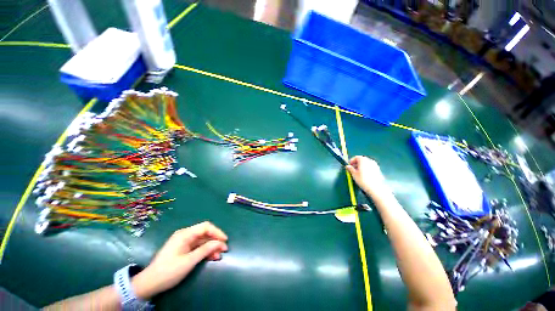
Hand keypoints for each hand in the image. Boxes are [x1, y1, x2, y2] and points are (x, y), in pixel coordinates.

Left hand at [132, 222, 227, 298]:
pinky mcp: (183, 249)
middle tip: (224, 250)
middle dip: (215, 241)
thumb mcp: (189, 261)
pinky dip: (205, 251)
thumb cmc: (169, 271)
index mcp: (185, 234)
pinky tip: (211, 257)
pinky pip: (197, 247)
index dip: (217, 232)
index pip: (206, 227)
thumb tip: (220, 243)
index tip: (225, 240)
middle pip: (205, 233)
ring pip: (202, 241)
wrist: (149, 283)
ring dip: (211, 247)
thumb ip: (205, 250)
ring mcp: (184, 242)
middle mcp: (185, 235)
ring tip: (219, 255)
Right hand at [345, 156, 390, 197]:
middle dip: (356, 164)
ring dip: (361, 166)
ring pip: (366, 164)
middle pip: (361, 160)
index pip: (356, 157)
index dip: (351, 161)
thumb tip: (348, 166)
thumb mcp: (354, 174)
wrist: (376, 188)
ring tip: (358, 173)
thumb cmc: (363, 180)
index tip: (349, 166)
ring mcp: (375, 165)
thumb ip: (350, 169)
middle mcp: (370, 161)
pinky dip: (366, 169)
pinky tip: (364, 175)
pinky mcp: (378, 170)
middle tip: (352, 169)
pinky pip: (370, 167)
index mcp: (363, 160)